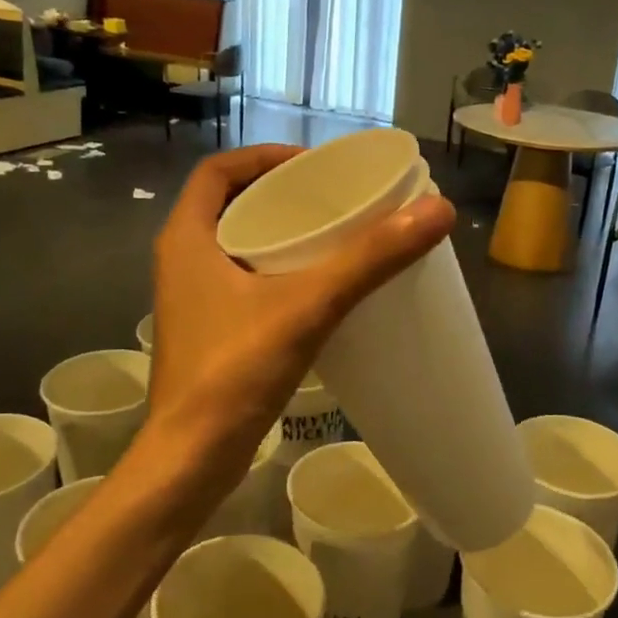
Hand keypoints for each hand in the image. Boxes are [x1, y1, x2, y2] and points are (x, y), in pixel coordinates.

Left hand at [148, 144, 453, 501]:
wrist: (190, 461)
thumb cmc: (234, 373)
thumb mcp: (307, 307)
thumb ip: (369, 259)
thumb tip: (436, 210)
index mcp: (185, 238)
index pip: (219, 170)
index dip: (265, 157)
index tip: (315, 167)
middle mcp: (181, 261)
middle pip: (230, 204)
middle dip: (280, 195)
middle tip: (334, 200)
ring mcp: (192, 300)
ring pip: (236, 246)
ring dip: (279, 235)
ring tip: (334, 237)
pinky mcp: (208, 333)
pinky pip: (243, 282)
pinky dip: (277, 272)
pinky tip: (318, 290)